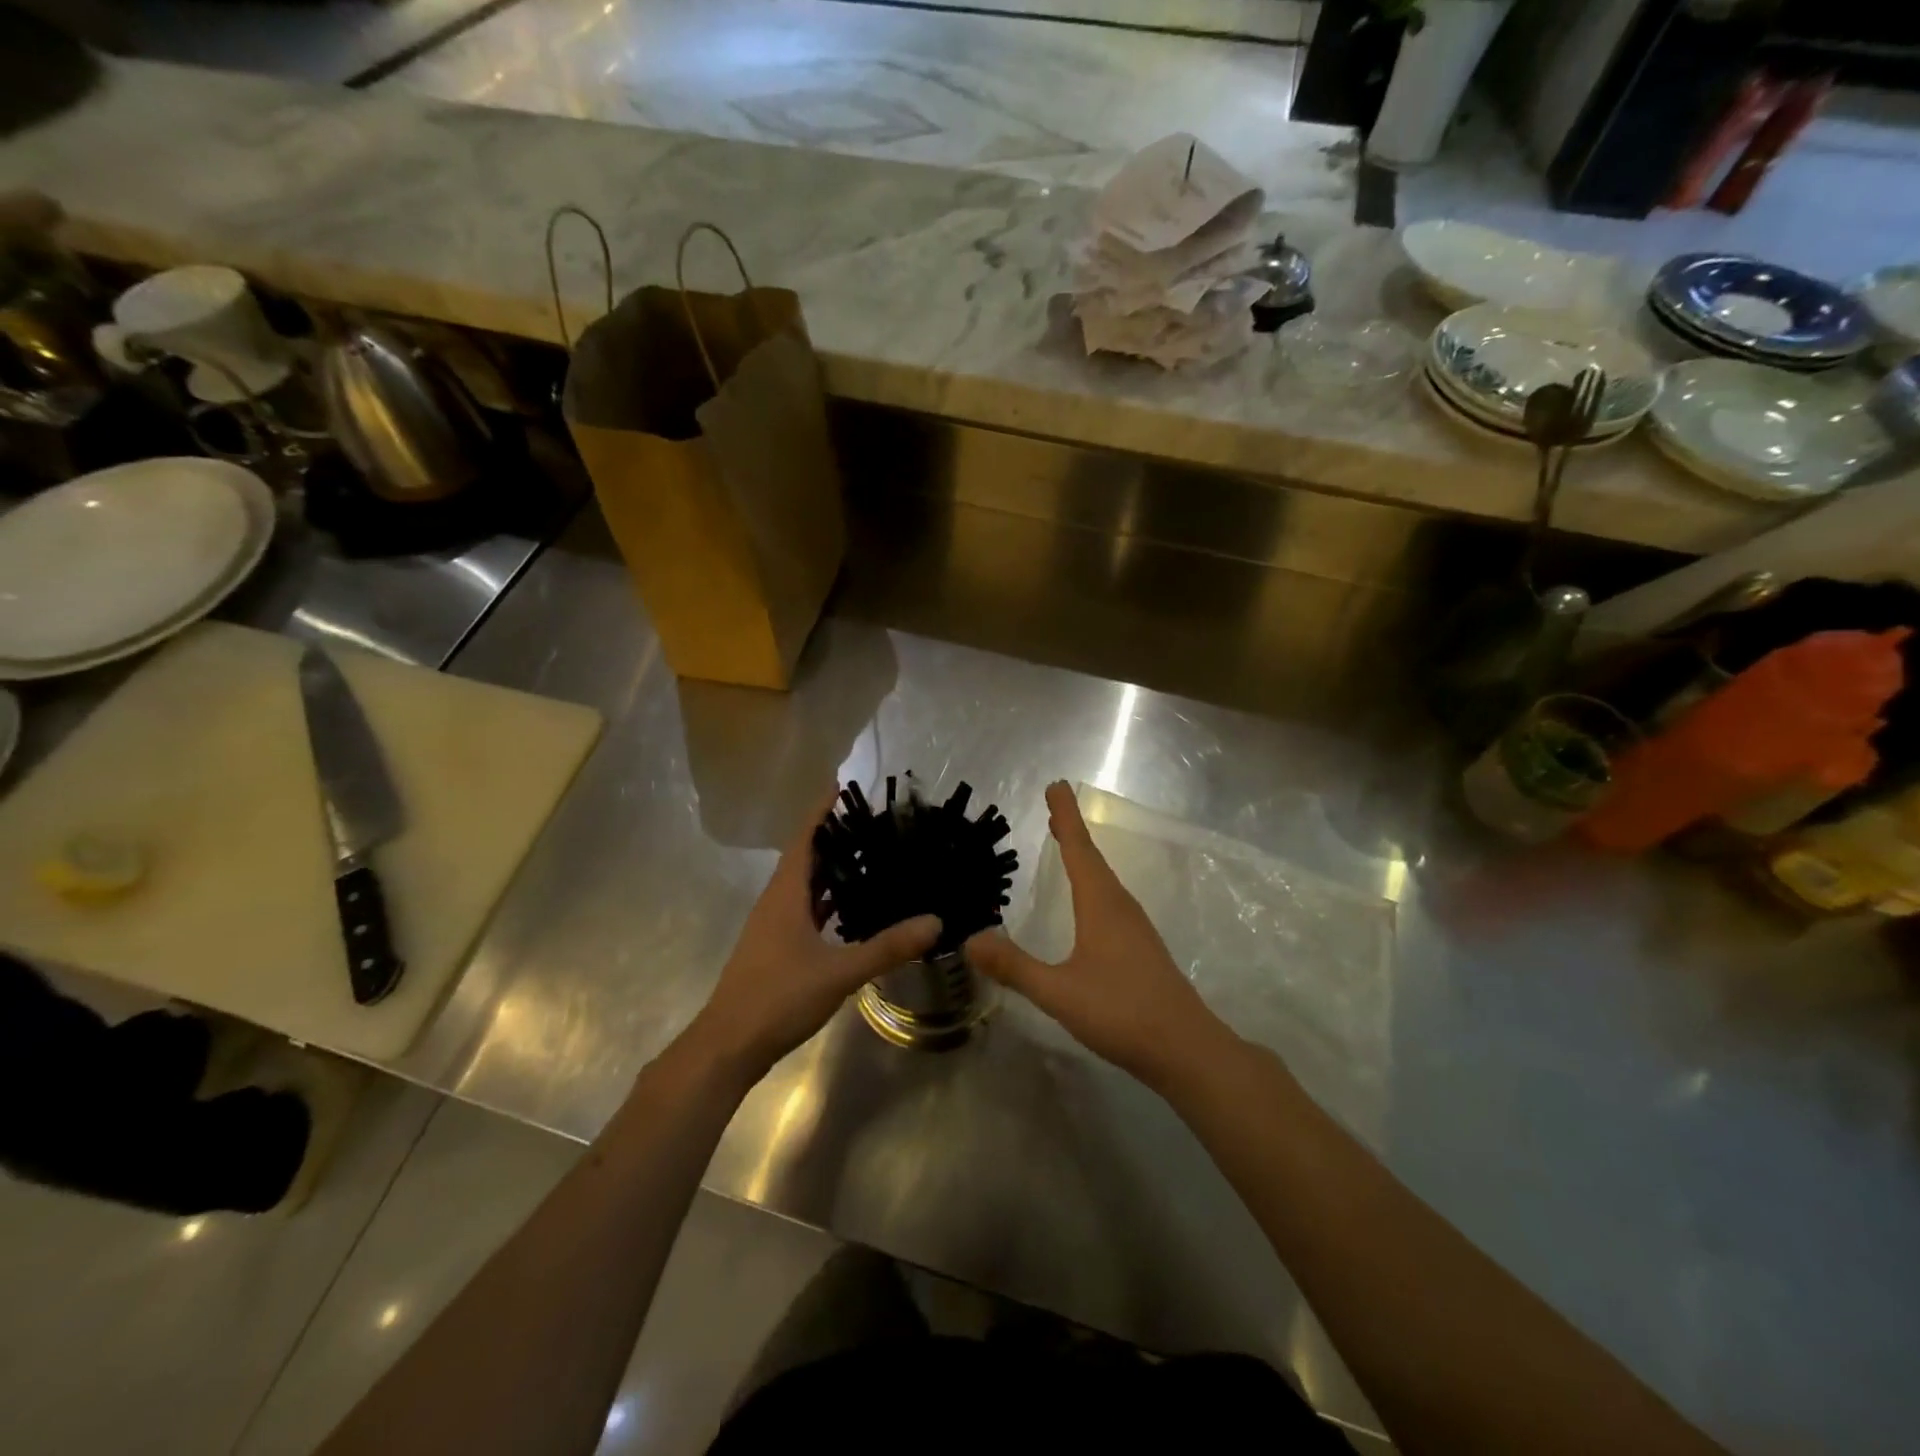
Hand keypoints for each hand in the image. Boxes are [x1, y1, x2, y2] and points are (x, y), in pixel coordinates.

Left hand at [691, 787, 940, 1076]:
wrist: (728, 1046)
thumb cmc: (778, 997)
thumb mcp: (839, 971)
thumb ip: (887, 947)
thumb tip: (935, 921)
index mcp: (785, 894)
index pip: (805, 838)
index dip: (822, 811)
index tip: (843, 787)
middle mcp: (777, 902)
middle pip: (806, 858)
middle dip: (835, 838)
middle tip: (874, 824)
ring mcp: (774, 927)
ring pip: (806, 887)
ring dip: (832, 870)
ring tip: (870, 859)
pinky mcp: (777, 949)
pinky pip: (806, 911)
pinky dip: (828, 902)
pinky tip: (853, 911)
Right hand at [965, 782, 1229, 1090]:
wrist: (1186, 1048)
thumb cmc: (1122, 1012)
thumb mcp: (1059, 992)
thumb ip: (1015, 967)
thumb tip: (970, 939)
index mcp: (1101, 905)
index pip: (1078, 849)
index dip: (1066, 816)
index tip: (1056, 785)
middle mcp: (1120, 906)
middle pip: (1092, 858)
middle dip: (1071, 831)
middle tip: (1054, 806)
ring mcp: (1135, 927)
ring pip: (1103, 879)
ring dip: (1083, 856)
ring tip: (1065, 841)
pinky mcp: (1141, 947)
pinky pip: (1110, 900)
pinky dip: (1092, 883)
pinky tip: (1088, 902)